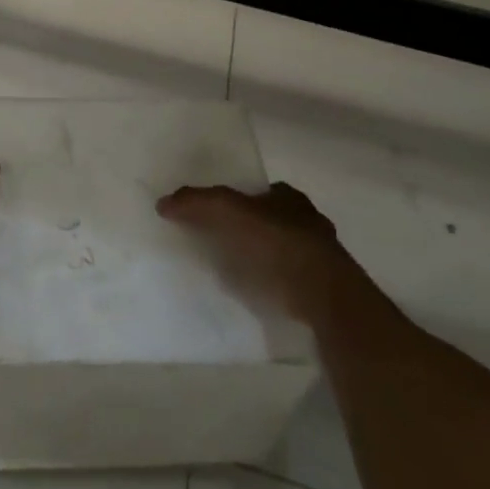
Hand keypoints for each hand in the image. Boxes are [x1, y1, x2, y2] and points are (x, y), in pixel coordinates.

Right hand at [157, 180, 364, 326]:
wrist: (325, 297)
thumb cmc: (278, 244)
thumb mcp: (229, 213)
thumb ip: (197, 203)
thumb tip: (163, 201)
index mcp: (290, 198)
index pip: (262, 191)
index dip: (240, 199)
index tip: (218, 213)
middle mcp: (309, 221)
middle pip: (273, 219)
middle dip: (252, 228)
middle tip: (223, 242)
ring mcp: (321, 257)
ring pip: (284, 251)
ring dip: (264, 258)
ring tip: (235, 272)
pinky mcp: (324, 290)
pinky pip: (291, 280)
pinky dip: (275, 283)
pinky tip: (258, 294)